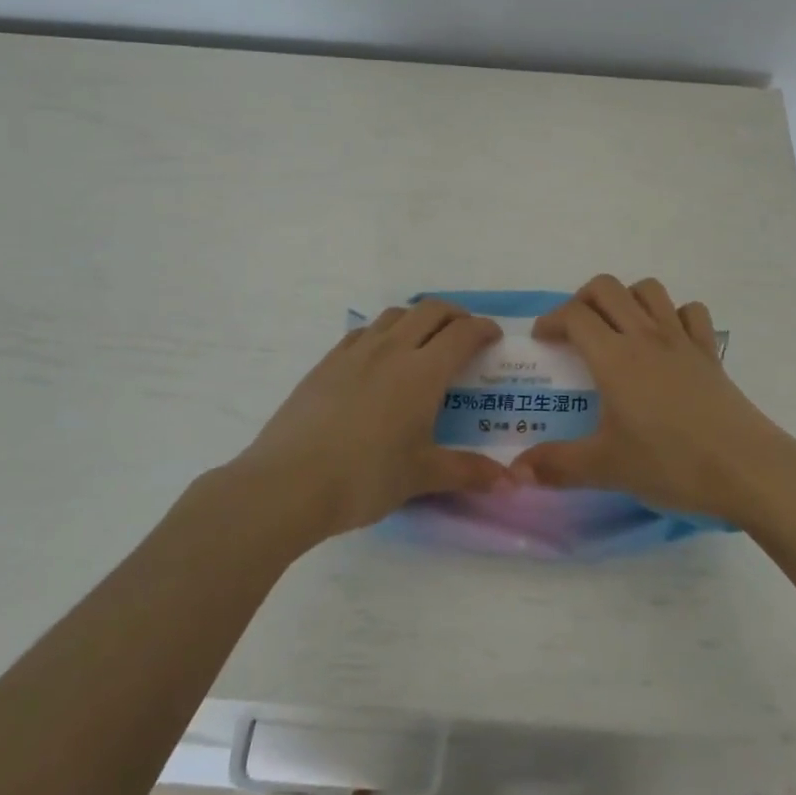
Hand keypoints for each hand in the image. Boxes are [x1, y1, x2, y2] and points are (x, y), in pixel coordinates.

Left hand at [233, 299, 507, 539]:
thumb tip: (509, 482)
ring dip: (418, 318)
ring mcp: (355, 352)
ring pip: (395, 315)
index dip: (483, 329)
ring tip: (424, 341)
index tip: (494, 337)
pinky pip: (363, 331)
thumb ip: (466, 472)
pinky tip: (379, 357)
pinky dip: (384, 332)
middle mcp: (392, 350)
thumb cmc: (364, 478)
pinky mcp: (326, 363)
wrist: (287, 484)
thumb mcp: (420, 477)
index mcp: (422, 372)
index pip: (462, 334)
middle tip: (465, 334)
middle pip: (430, 311)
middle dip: (455, 315)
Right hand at [508, 275, 795, 523]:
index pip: (574, 315)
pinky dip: (674, 315)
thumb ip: (556, 466)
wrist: (746, 468)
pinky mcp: (709, 352)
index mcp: (615, 357)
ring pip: (649, 290)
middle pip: (607, 288)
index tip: (542, 341)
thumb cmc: (671, 463)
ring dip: (627, 298)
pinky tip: (668, 341)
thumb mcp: (607, 468)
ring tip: (617, 328)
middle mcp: (645, 335)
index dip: (552, 320)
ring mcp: (682, 339)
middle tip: (574, 330)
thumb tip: (514, 472)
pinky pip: (690, 312)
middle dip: (582, 299)